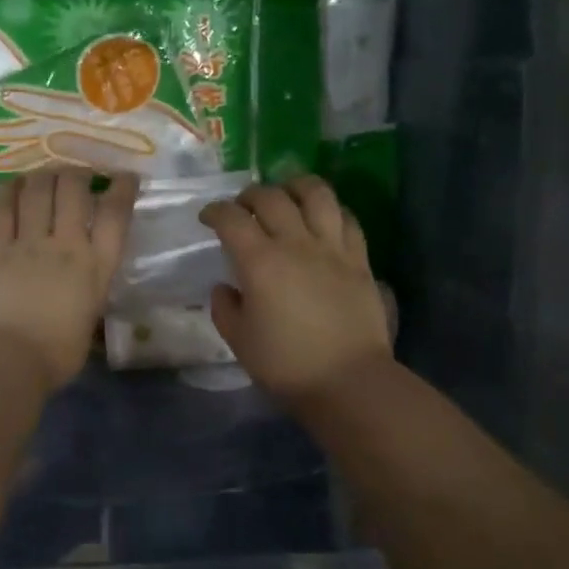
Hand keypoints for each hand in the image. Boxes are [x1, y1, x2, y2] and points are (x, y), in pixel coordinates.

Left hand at [0, 170, 137, 389]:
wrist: (12, 360)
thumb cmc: (58, 353)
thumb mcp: (91, 317)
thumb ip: (91, 290)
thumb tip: (84, 285)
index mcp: (96, 266)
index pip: (116, 213)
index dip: (122, 187)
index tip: (125, 177)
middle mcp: (66, 245)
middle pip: (74, 188)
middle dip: (79, 172)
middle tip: (79, 176)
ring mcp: (29, 243)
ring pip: (39, 188)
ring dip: (46, 174)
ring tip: (48, 175)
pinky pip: (1, 207)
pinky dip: (8, 189)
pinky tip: (14, 185)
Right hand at [199, 176, 392, 405]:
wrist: (348, 381)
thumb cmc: (285, 364)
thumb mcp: (239, 340)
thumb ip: (224, 308)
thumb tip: (225, 287)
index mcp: (260, 262)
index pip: (232, 219)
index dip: (215, 211)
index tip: (208, 218)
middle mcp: (296, 243)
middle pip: (272, 197)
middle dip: (250, 195)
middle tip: (242, 207)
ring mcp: (332, 248)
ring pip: (317, 195)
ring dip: (296, 186)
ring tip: (287, 193)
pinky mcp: (360, 260)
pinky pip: (347, 219)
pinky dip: (331, 210)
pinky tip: (323, 218)